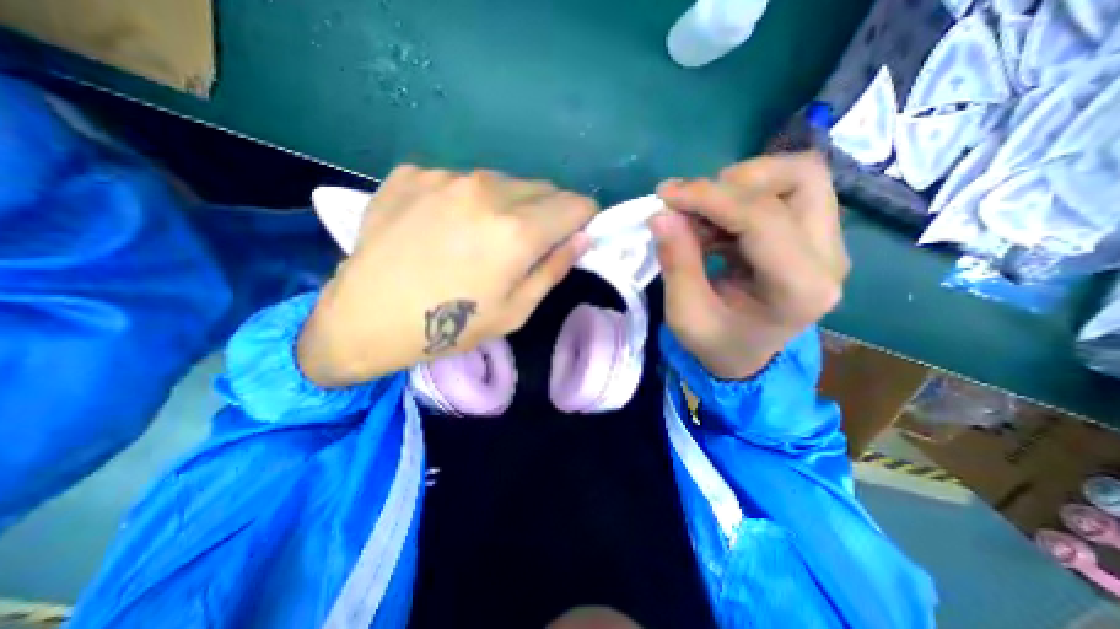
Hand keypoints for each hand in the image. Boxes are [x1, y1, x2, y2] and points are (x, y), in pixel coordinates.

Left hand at [295, 165, 594, 385]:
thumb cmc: (449, 325)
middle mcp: (486, 191)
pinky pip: (462, 180)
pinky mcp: (414, 173)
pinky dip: (467, 200)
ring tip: (481, 237)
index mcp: (516, 231)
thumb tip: (582, 238)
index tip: (574, 233)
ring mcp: (446, 176)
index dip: (583, 218)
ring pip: (504, 181)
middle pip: (543, 188)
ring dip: (509, 204)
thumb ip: (554, 269)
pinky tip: (443, 227)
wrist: (365, 318)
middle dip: (548, 212)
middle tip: (527, 243)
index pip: (575, 204)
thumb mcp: (514, 311)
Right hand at [649, 152, 848, 378]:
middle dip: (735, 181)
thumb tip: (662, 214)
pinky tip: (714, 225)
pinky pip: (784, 192)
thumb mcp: (685, 315)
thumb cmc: (716, 344)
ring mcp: (827, 244)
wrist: (746, 358)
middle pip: (801, 178)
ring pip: (797, 177)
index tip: (666, 196)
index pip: (762, 217)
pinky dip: (741, 198)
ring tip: (702, 216)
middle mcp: (828, 259)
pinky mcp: (814, 235)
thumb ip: (676, 263)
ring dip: (741, 186)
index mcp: (799, 289)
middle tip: (692, 205)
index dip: (709, 197)